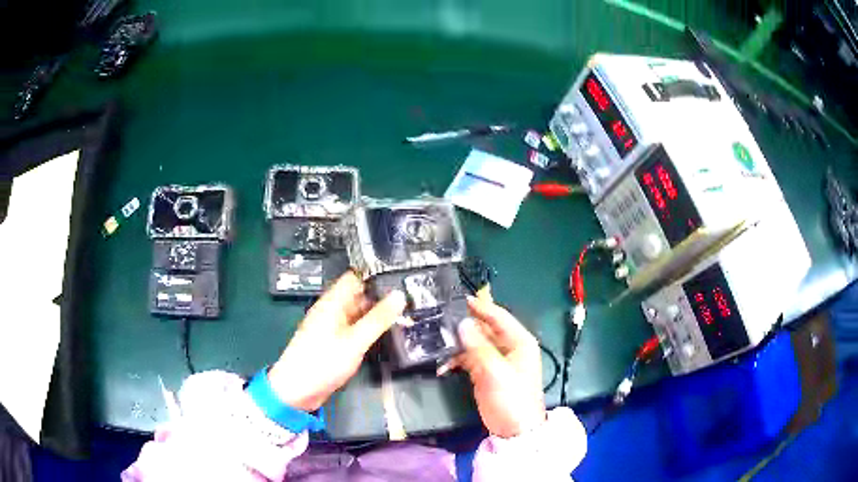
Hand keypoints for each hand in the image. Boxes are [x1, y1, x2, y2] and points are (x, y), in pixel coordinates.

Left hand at [267, 272, 406, 410]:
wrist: (297, 390)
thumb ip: (378, 319)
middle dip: (380, 296)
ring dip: (376, 314)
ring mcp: (332, 327)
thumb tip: (399, 295)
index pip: (354, 278)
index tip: (401, 277)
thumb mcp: (355, 341)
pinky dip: (368, 329)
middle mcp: (331, 311)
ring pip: (357, 314)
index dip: (375, 275)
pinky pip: (354, 329)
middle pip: (357, 296)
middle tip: (409, 298)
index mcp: (332, 303)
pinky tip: (386, 334)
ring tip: (405, 314)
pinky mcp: (334, 343)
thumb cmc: (322, 362)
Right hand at [452, 295, 546, 437]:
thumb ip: (478, 347)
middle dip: (464, 326)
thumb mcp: (496, 372)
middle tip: (439, 319)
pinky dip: (456, 360)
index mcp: (519, 341)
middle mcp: (508, 346)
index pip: (498, 317)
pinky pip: (469, 359)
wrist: (514, 429)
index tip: (457, 298)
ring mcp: (496, 359)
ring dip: (457, 344)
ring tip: (436, 342)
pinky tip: (443, 365)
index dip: (480, 306)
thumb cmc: (512, 398)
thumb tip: (462, 323)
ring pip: (474, 343)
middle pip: (484, 328)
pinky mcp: (485, 372)